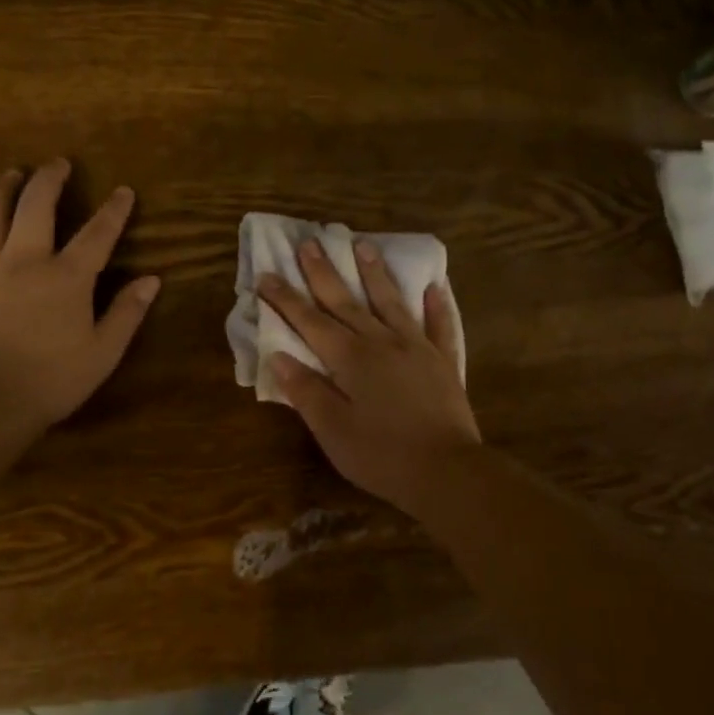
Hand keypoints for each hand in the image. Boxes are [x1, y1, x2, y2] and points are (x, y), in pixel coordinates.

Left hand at [0, 160, 159, 429]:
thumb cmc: (51, 382)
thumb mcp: (103, 353)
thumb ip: (126, 313)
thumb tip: (152, 280)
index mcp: (66, 277)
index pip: (97, 234)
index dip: (113, 211)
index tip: (122, 191)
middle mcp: (24, 260)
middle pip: (37, 206)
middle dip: (50, 180)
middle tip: (57, 164)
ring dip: (1, 190)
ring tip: (10, 175)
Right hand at [258, 238, 479, 512]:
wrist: (447, 472)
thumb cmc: (381, 455)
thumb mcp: (332, 430)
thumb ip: (306, 391)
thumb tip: (279, 357)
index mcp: (350, 359)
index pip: (309, 321)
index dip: (285, 299)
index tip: (266, 275)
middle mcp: (381, 342)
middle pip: (346, 301)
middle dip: (323, 272)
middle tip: (309, 242)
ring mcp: (416, 348)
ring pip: (390, 302)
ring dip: (374, 273)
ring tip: (362, 245)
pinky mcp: (443, 362)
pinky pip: (439, 325)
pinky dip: (436, 305)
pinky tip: (433, 287)